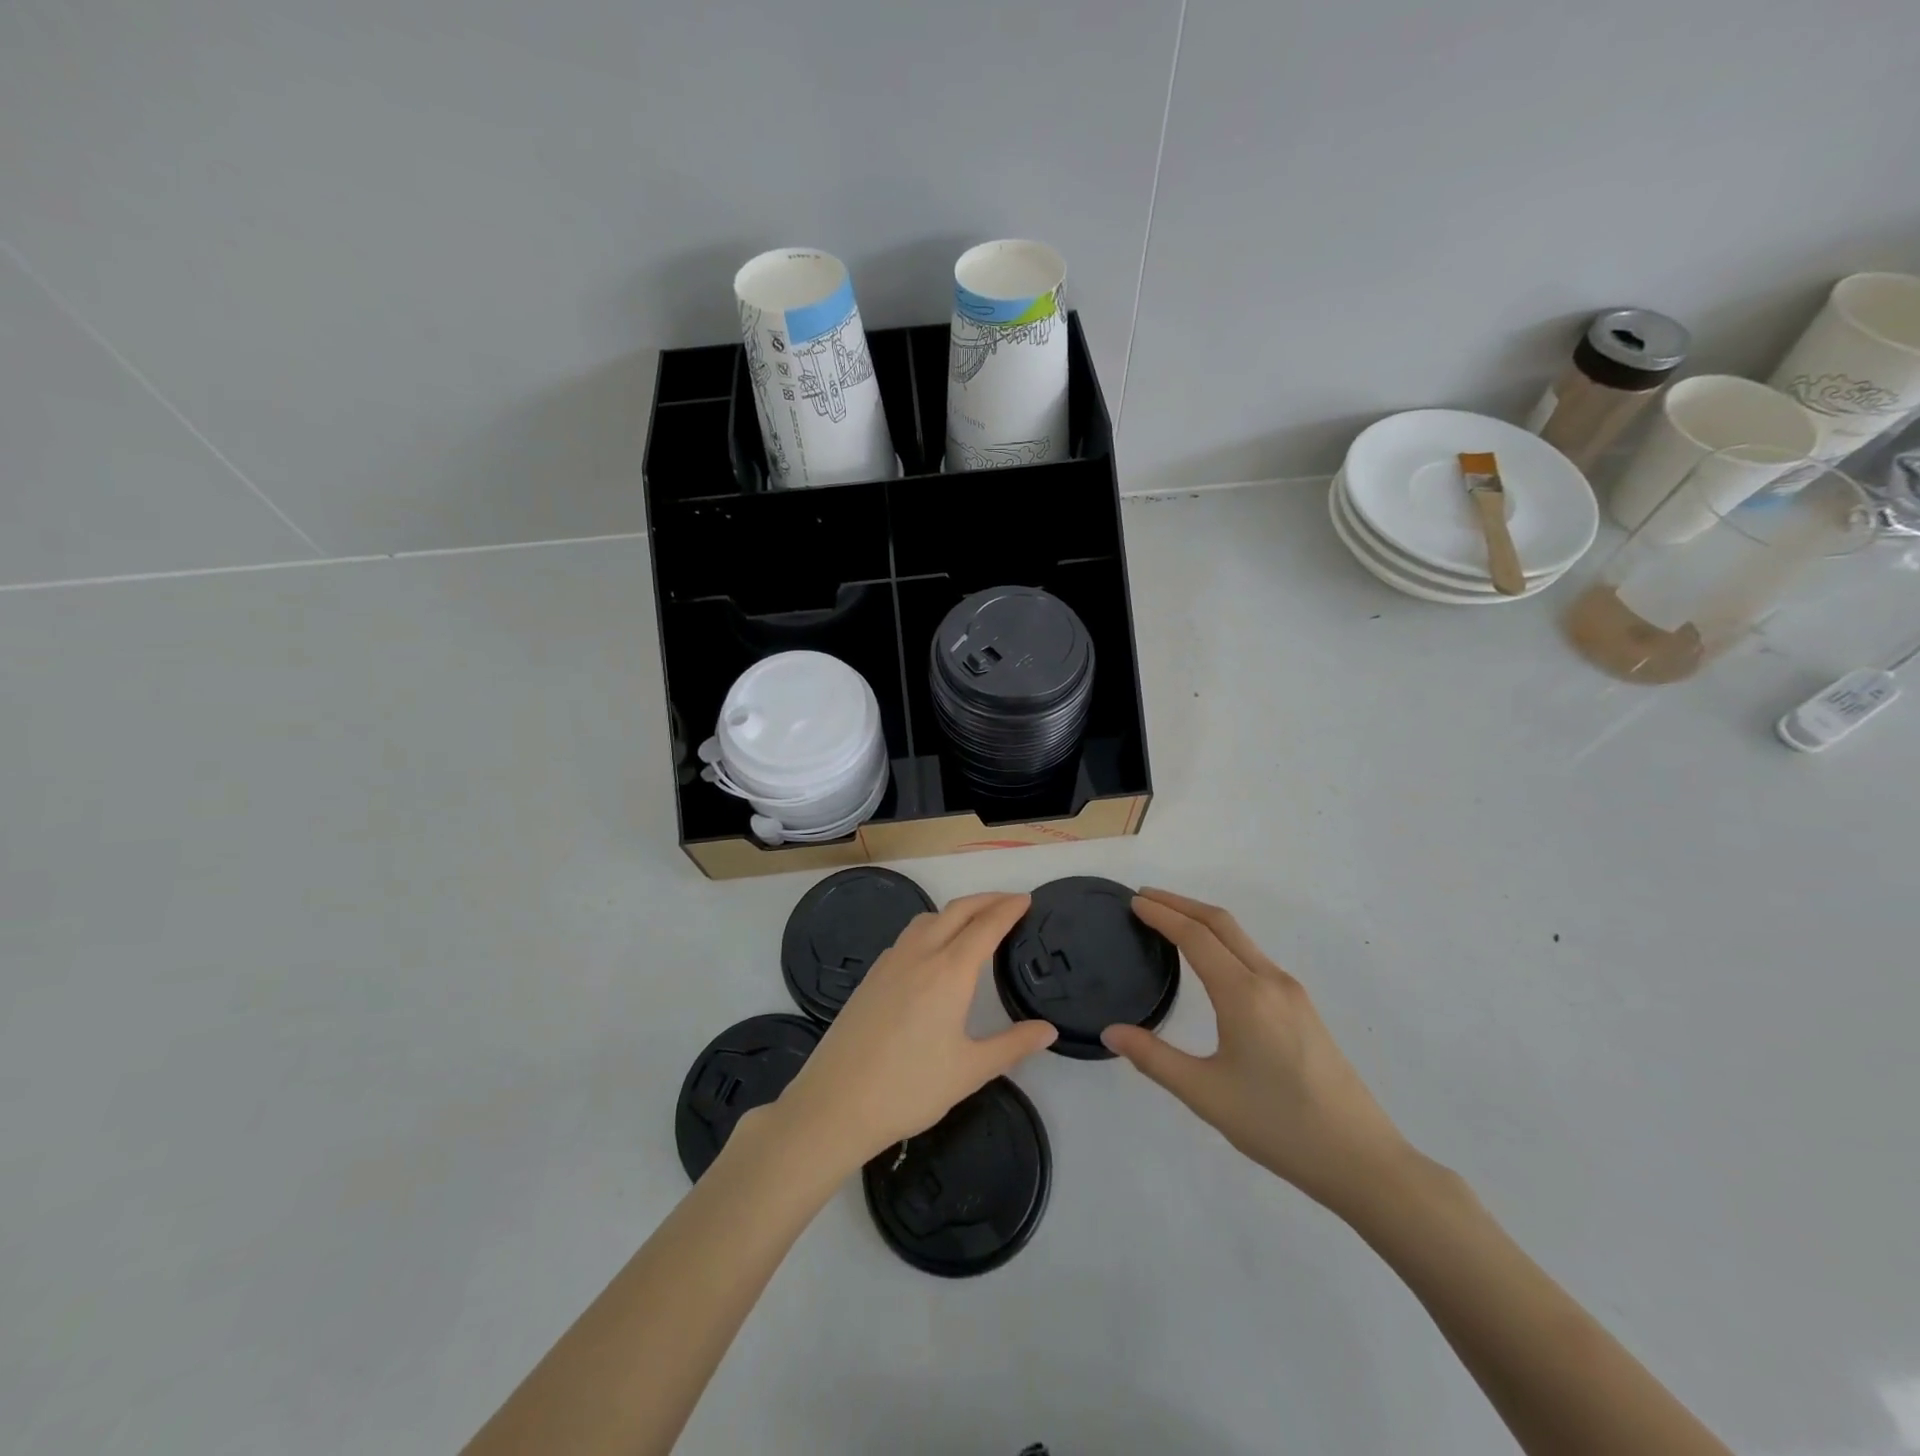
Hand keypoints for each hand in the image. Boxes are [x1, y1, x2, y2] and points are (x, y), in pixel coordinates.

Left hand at [771, 892, 1057, 1177]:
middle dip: (986, 900)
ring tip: (974, 921)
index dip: (1008, 909)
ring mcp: (890, 962)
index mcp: (949, 972)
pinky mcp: (871, 976)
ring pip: (928, 919)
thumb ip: (1012, 1045)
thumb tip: (1048, 1030)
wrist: (835, 1102)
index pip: (985, 926)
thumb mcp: (970, 1071)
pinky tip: (933, 951)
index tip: (1026, 899)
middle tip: (1009, 902)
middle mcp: (920, 955)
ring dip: (956, 911)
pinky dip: (931, 927)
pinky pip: (908, 936)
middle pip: (957, 911)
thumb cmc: (909, 1088)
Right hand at [1103, 889, 1410, 1213]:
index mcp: (1244, 994)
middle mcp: (1270, 980)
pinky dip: (1224, 942)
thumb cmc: (1278, 1125)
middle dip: (1181, 904)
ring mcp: (1292, 993)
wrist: (1362, 1160)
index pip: (1195, 936)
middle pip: (1221, 923)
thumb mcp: (1205, 1094)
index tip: (1134, 901)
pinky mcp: (1303, 1009)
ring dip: (1204, 922)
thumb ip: (1154, 1058)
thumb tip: (1111, 1032)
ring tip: (1170, 922)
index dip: (1162, 914)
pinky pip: (1255, 957)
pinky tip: (1212, 962)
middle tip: (1145, 898)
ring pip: (1241, 939)